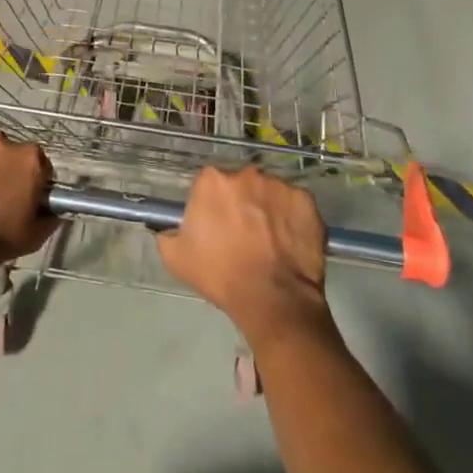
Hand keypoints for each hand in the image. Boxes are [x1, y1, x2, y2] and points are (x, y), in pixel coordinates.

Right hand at [157, 166, 330, 345]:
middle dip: (241, 202)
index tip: (216, 226)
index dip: (212, 205)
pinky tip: (289, 241)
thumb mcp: (175, 258)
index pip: (209, 184)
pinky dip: (292, 218)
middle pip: (240, 183)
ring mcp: (280, 185)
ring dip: (266, 208)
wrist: (271, 299)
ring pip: (269, 192)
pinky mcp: (306, 200)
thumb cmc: (220, 275)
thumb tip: (166, 227)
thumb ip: (166, 233)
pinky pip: (294, 204)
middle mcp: (246, 173)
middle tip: (243, 233)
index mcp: (212, 180)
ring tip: (269, 240)